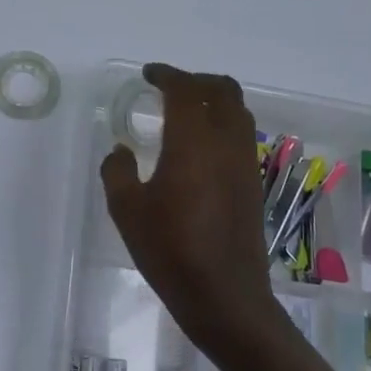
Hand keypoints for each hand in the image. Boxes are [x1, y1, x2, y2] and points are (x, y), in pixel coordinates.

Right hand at [100, 65, 284, 360]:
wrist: (224, 295)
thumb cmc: (169, 250)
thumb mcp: (126, 210)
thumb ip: (117, 171)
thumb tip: (121, 152)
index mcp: (193, 143)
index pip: (186, 90)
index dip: (167, 75)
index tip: (148, 75)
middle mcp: (226, 144)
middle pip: (224, 91)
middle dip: (196, 80)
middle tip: (169, 87)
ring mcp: (245, 164)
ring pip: (239, 112)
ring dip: (214, 101)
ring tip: (186, 112)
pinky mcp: (253, 184)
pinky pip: (242, 136)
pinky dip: (223, 124)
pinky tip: (200, 147)